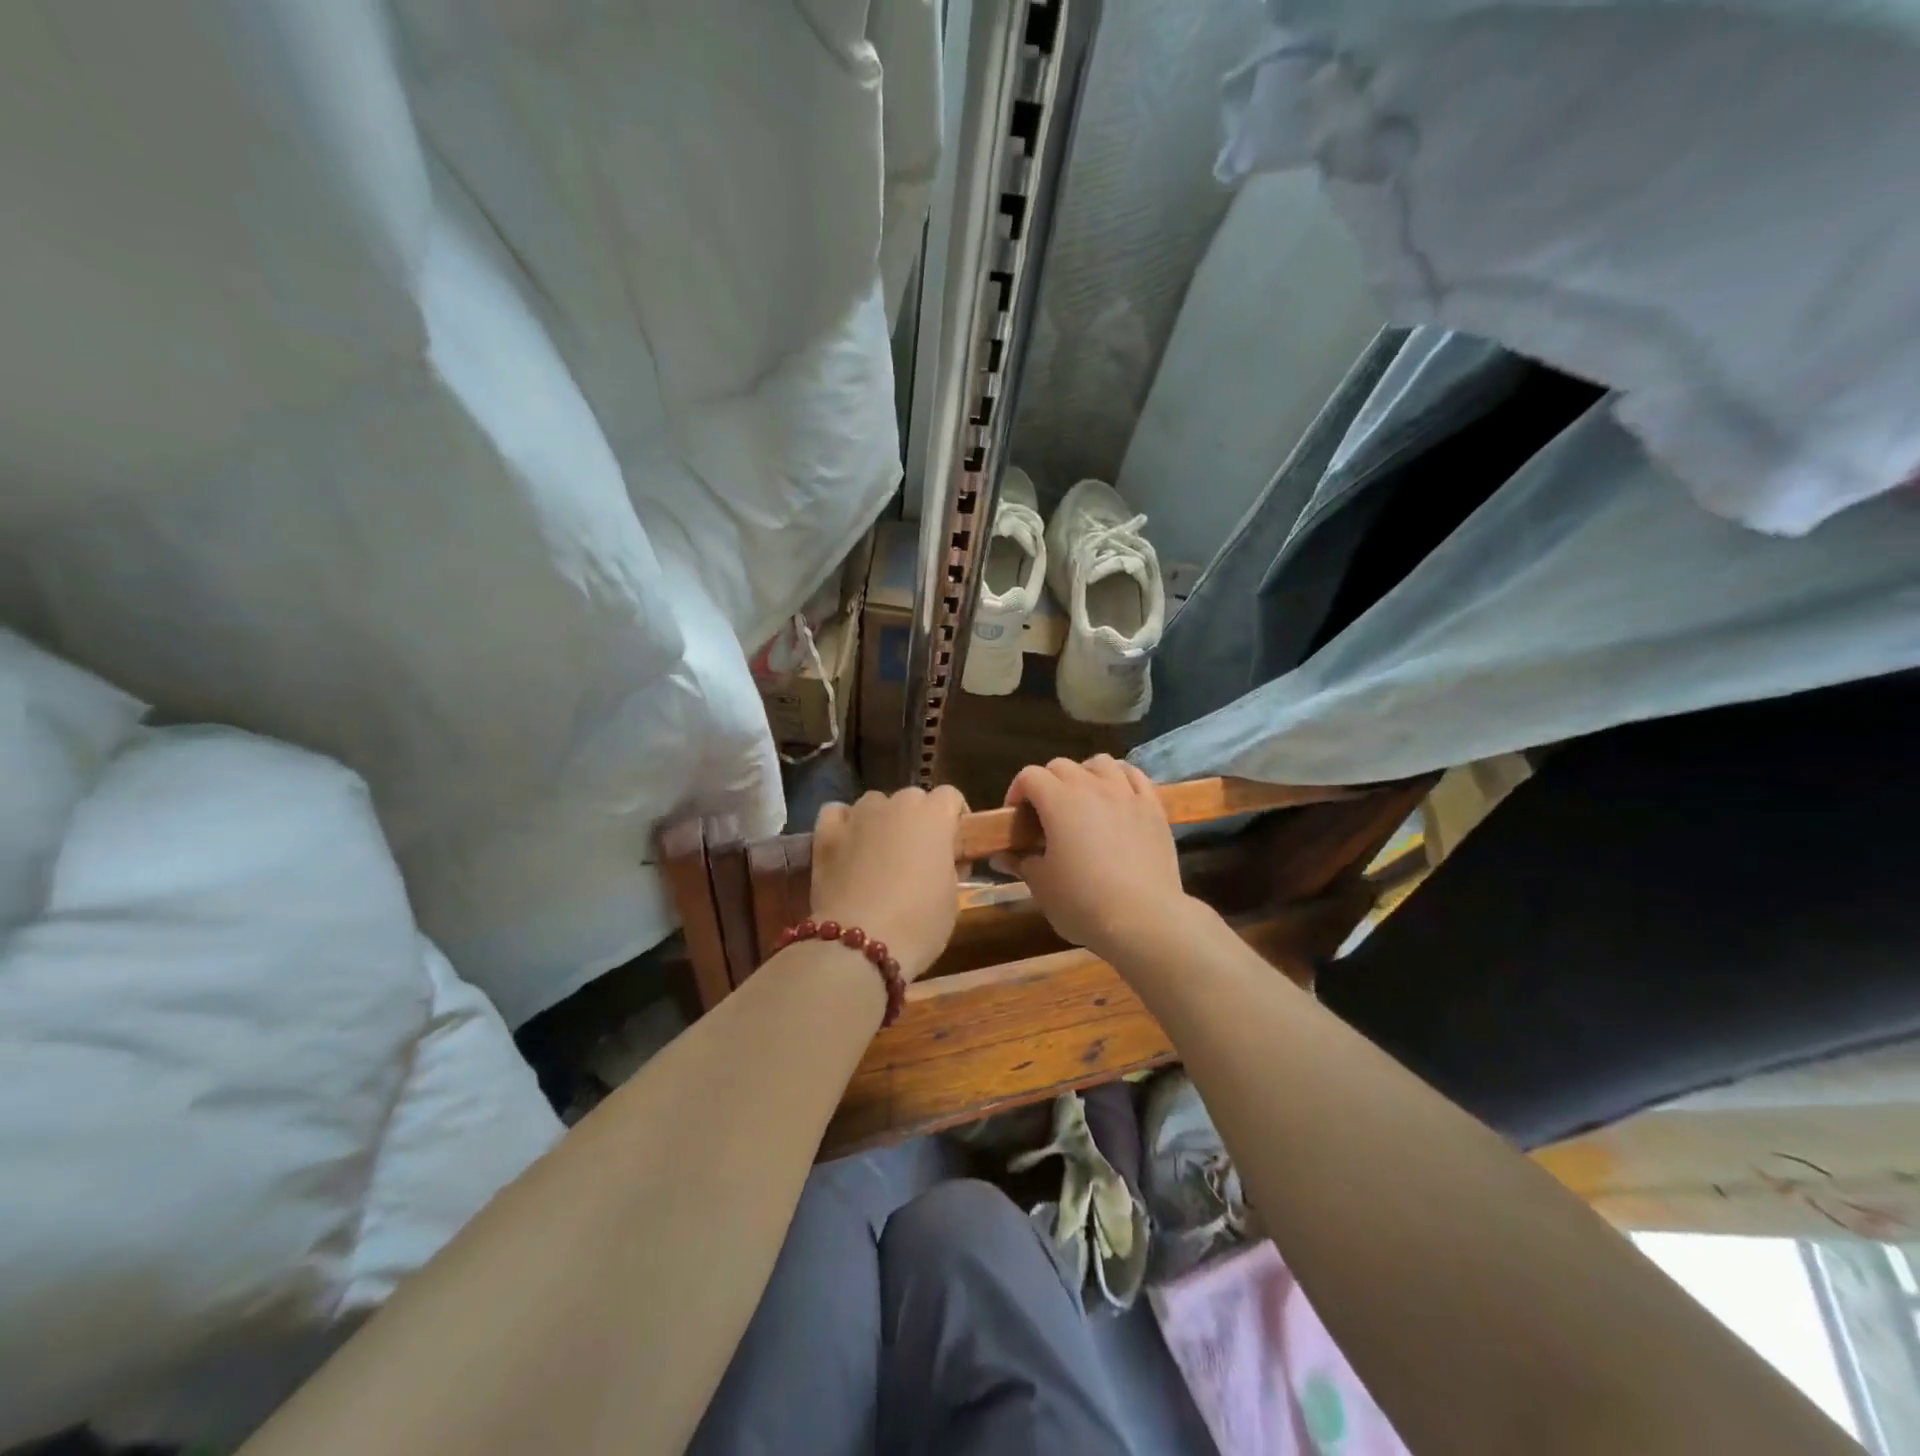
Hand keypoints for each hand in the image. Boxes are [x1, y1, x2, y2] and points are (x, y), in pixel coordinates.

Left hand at [811, 786, 968, 981]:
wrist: (860, 945)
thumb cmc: (919, 923)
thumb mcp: (952, 897)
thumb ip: (950, 866)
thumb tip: (942, 860)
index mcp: (934, 816)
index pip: (950, 797)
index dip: (954, 820)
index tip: (954, 848)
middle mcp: (896, 805)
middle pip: (913, 798)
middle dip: (918, 821)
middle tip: (918, 857)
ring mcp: (858, 815)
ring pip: (875, 804)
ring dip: (881, 821)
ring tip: (879, 854)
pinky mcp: (826, 832)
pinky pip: (837, 814)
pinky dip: (844, 825)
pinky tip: (847, 845)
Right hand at [1004, 756, 1187, 961]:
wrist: (1145, 920)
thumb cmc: (1083, 903)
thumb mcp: (1042, 886)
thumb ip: (1021, 863)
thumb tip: (1001, 857)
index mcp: (1059, 801)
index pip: (1029, 776)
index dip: (1017, 792)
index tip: (1016, 818)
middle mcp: (1092, 787)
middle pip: (1062, 766)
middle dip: (1047, 783)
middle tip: (1045, 813)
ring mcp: (1127, 794)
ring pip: (1101, 763)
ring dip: (1085, 774)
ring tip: (1083, 798)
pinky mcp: (1153, 808)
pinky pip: (1135, 776)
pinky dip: (1120, 779)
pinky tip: (1117, 797)